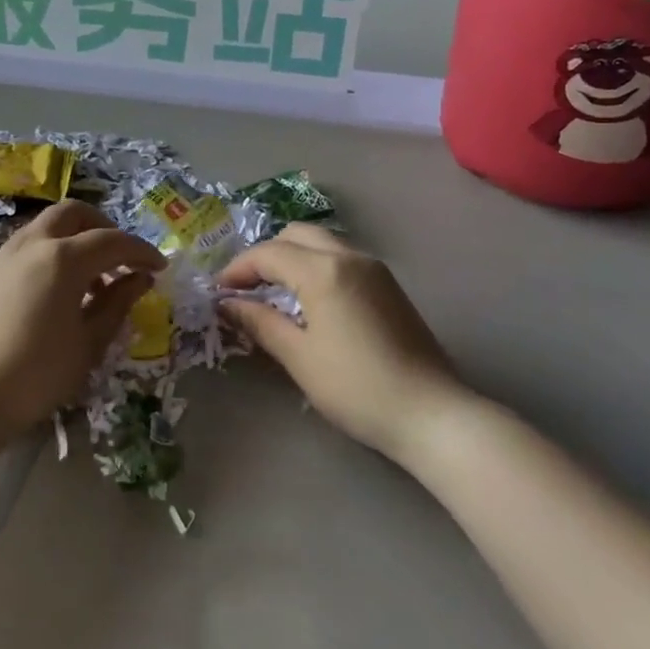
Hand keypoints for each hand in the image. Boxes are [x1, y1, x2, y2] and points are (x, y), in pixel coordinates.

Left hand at [0, 200, 166, 439]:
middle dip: (102, 228)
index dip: (141, 251)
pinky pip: (23, 250)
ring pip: (44, 228)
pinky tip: (51, 294)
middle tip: (119, 259)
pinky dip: (47, 256)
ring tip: (88, 282)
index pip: (112, 241)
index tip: (159, 268)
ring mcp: (2, 257)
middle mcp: (31, 245)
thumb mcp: (89, 342)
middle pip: (73, 213)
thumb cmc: (38, 373)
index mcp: (63, 258)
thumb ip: (118, 303)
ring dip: (72, 240)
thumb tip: (140, 278)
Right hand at [217, 224, 459, 459]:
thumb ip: (260, 322)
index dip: (238, 269)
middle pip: (295, 235)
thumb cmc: (356, 387)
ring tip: (273, 293)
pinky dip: (315, 266)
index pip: (268, 253)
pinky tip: (309, 301)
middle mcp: (349, 256)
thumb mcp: (299, 356)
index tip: (219, 292)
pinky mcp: (388, 285)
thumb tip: (228, 304)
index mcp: (323, 270)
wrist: (430, 413)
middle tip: (245, 288)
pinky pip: (341, 258)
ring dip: (291, 258)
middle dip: (265, 255)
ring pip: (321, 243)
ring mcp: (374, 268)